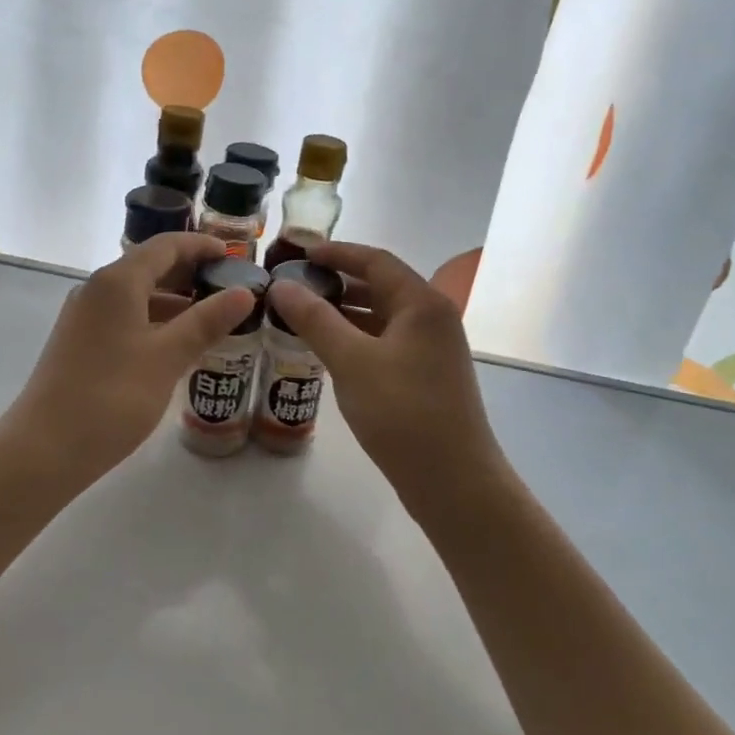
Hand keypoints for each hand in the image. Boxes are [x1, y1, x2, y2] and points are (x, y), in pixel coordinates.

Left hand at [2, 232, 255, 481]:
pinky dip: (154, 321)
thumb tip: (244, 293)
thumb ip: (206, 321)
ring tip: (212, 318)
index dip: (201, 247)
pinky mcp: (79, 342)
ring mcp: (84, 317)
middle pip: (149, 267)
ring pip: (137, 295)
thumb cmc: (112, 397)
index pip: (166, 246)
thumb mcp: (168, 357)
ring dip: (174, 301)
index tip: (234, 257)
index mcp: (117, 282)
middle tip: (229, 288)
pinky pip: (124, 317)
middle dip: (190, 273)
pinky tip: (176, 345)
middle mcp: (96, 289)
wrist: (45, 448)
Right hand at [267, 241, 504, 495]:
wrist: (453, 481)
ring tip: (300, 314)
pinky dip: (355, 338)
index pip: (375, 260)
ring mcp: (431, 349)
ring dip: (343, 311)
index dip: (336, 252)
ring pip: (380, 316)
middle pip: (380, 285)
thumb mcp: (352, 361)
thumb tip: (281, 285)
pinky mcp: (424, 375)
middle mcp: (432, 318)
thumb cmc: (403, 413)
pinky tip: (325, 349)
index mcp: (422, 303)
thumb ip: (315, 319)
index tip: (298, 253)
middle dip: (336, 282)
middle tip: (292, 285)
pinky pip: (384, 342)